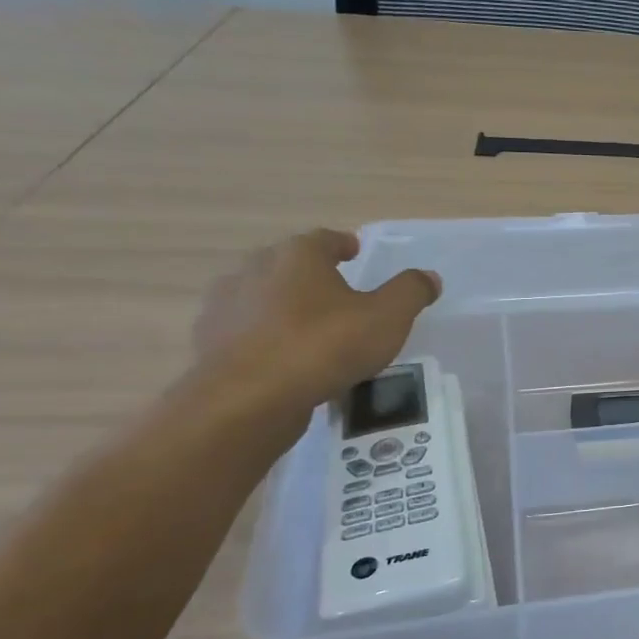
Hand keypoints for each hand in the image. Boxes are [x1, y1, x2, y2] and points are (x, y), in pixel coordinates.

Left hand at [194, 228, 440, 408]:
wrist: (247, 399)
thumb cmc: (324, 346)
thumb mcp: (387, 318)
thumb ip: (410, 292)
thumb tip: (429, 277)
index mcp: (298, 255)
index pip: (324, 239)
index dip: (343, 244)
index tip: (355, 252)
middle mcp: (255, 270)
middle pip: (288, 264)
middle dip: (310, 274)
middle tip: (336, 292)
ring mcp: (225, 307)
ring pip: (262, 298)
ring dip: (283, 307)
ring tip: (309, 329)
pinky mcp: (209, 344)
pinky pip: (245, 334)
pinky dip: (263, 340)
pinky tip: (283, 361)